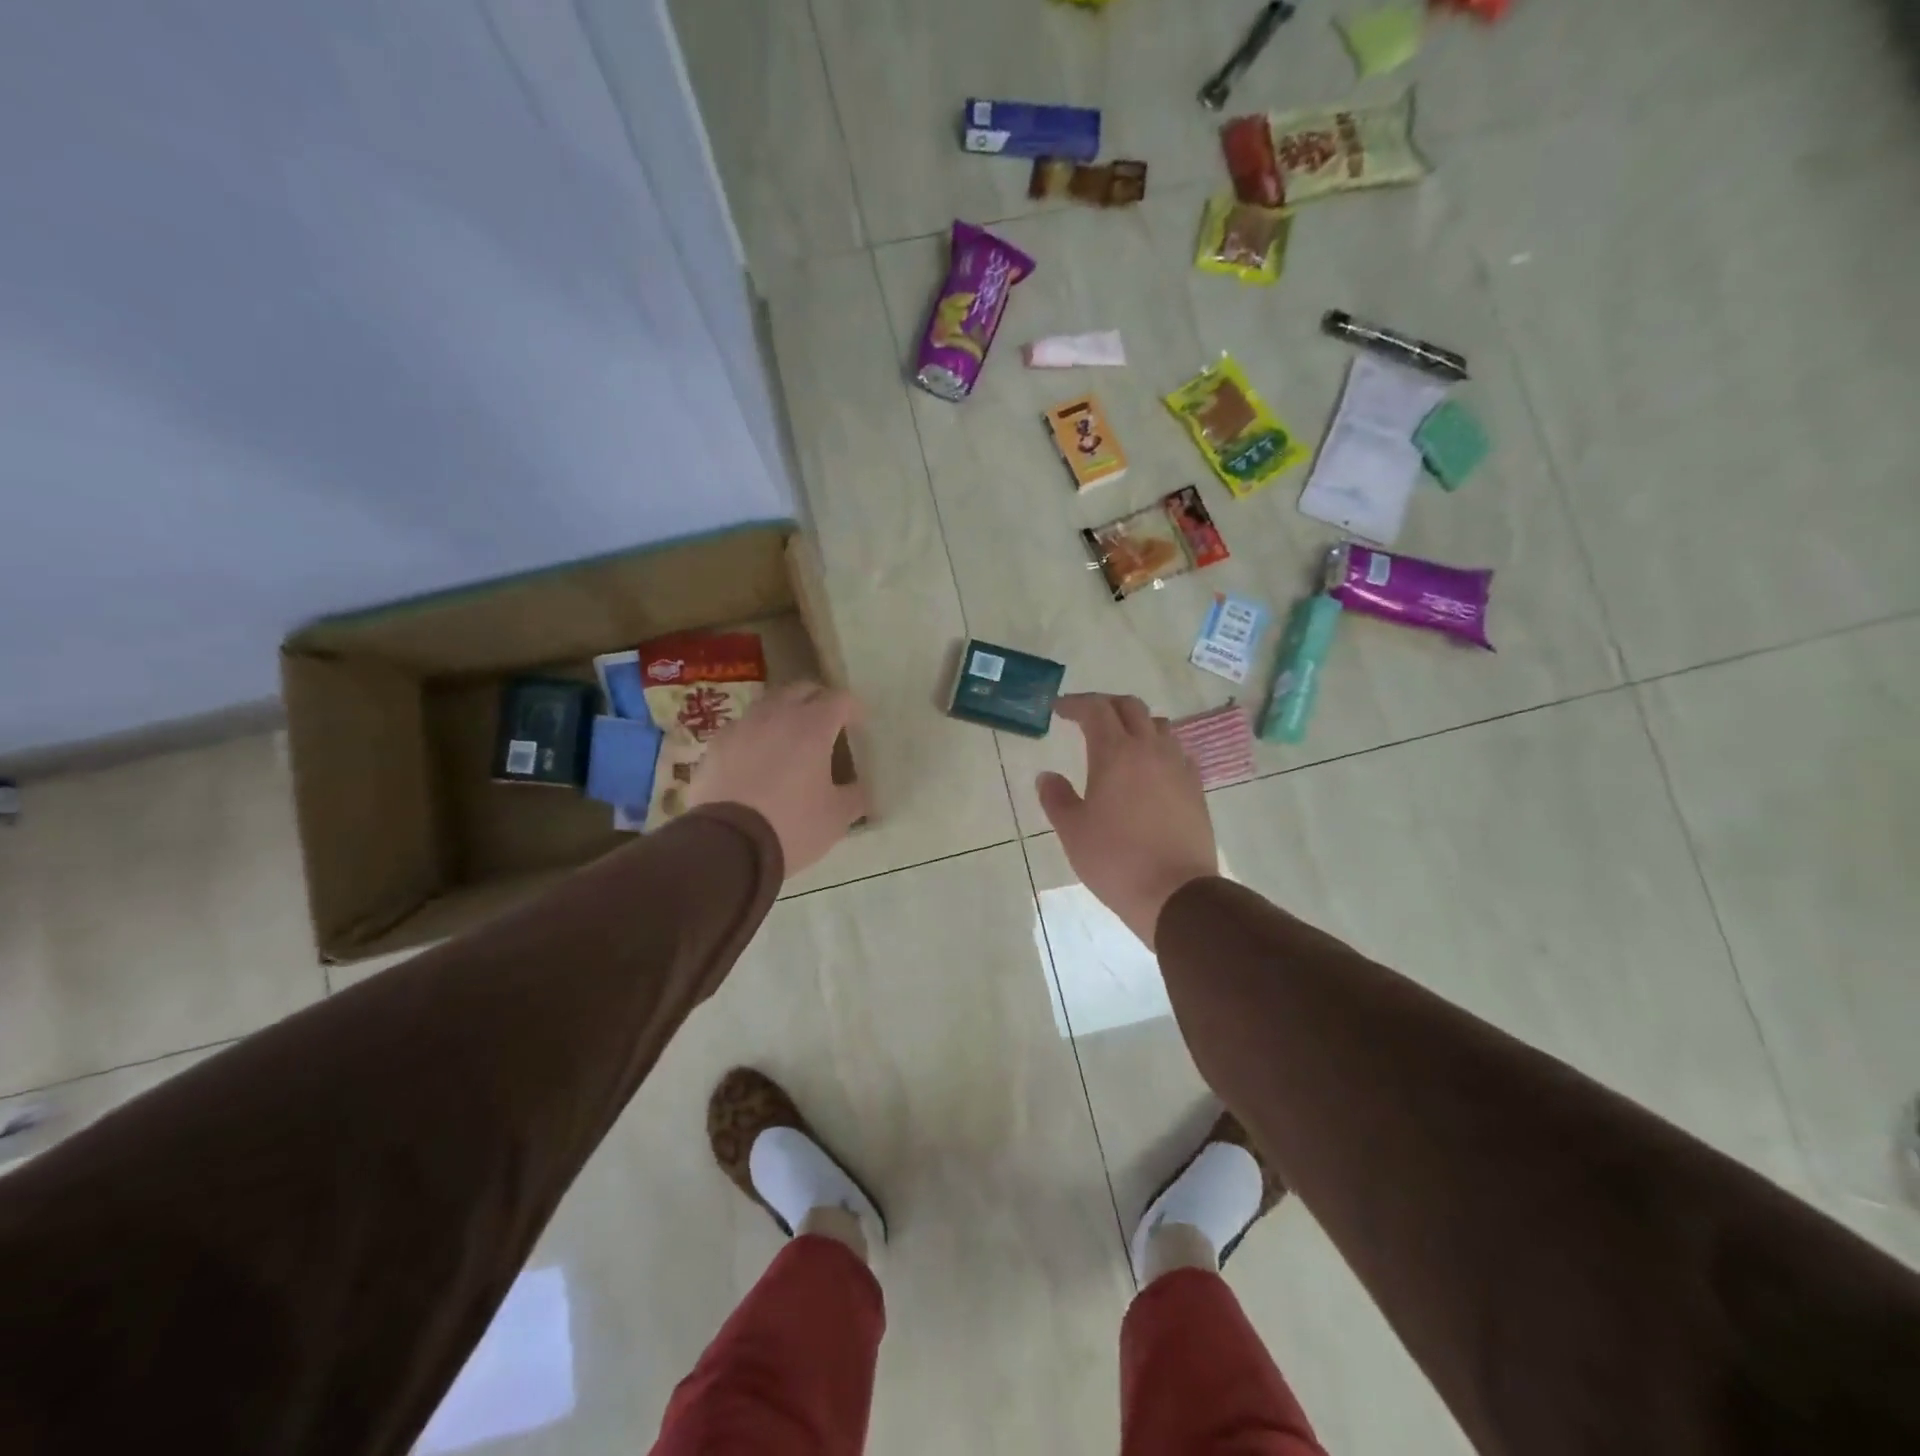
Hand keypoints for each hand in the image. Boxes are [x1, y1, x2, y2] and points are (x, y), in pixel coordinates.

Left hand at [686, 683, 866, 876]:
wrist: (726, 846)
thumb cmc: (792, 826)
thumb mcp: (836, 818)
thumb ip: (855, 797)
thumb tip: (862, 790)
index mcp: (813, 727)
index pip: (840, 700)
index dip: (853, 708)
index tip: (859, 724)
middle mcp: (777, 716)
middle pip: (801, 690)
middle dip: (818, 700)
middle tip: (828, 722)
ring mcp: (742, 727)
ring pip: (769, 704)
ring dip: (785, 712)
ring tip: (791, 737)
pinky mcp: (715, 745)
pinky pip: (742, 727)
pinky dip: (756, 734)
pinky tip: (757, 757)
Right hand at [1037, 694, 1218, 948]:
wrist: (1176, 893)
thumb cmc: (1115, 860)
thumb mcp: (1073, 831)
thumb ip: (1056, 797)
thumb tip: (1046, 776)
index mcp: (1116, 753)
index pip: (1096, 710)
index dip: (1075, 704)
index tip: (1059, 709)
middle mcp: (1150, 750)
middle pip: (1131, 707)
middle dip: (1105, 705)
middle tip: (1086, 717)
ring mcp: (1178, 767)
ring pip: (1159, 726)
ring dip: (1136, 723)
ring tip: (1119, 740)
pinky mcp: (1196, 788)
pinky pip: (1177, 752)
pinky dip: (1159, 747)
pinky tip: (1150, 768)